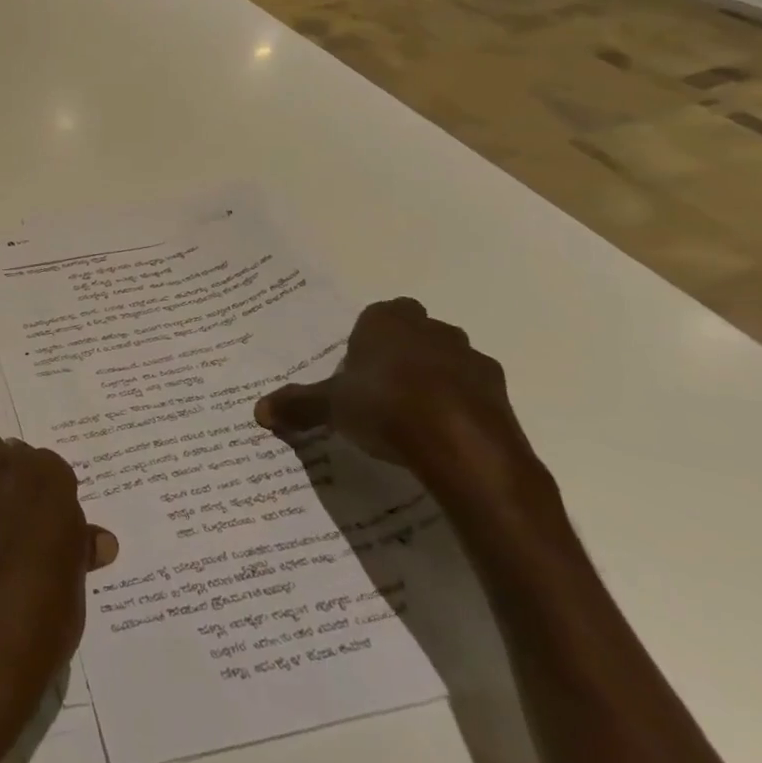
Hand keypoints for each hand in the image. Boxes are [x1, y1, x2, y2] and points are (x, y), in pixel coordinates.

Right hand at [254, 297, 541, 495]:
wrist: (464, 448)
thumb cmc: (386, 407)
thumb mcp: (332, 407)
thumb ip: (299, 405)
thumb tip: (259, 411)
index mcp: (388, 320)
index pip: (378, 314)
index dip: (368, 339)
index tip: (358, 367)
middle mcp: (432, 330)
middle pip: (415, 334)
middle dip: (403, 355)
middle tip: (382, 390)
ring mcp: (472, 361)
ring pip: (449, 362)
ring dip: (436, 380)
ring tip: (414, 418)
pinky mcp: (502, 396)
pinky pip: (474, 395)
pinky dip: (462, 409)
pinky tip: (444, 438)